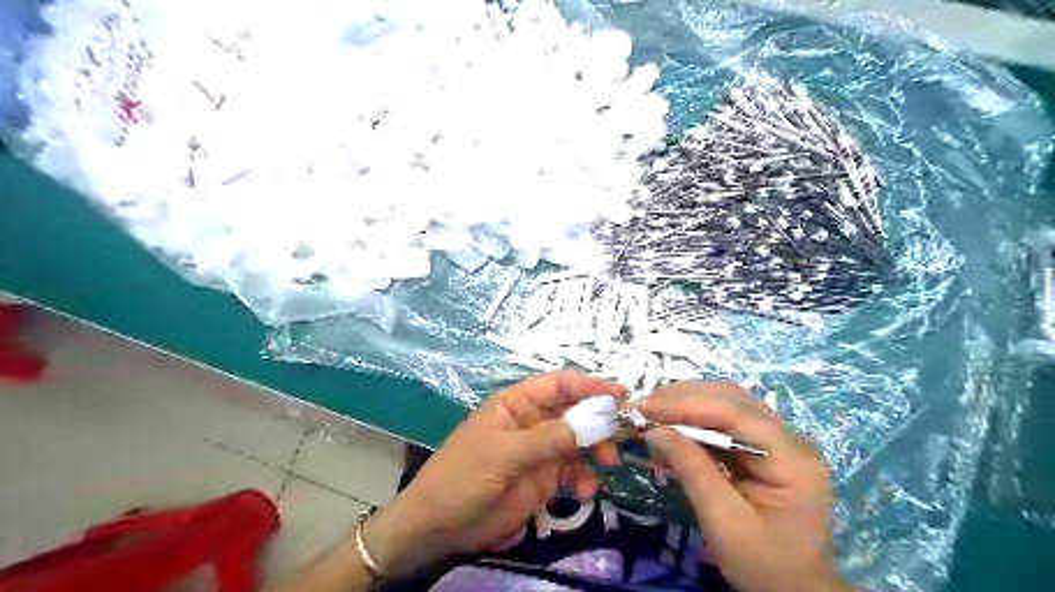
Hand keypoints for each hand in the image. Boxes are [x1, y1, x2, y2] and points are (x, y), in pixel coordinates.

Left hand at [367, 371, 623, 577]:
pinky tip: (588, 489)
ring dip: (597, 448)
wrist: (440, 524)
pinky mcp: (544, 478)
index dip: (588, 385)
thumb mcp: (504, 454)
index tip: (619, 393)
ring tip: (609, 461)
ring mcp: (539, 450)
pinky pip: (573, 471)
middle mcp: (532, 421)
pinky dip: (585, 477)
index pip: (557, 385)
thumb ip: (548, 439)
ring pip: (578, 440)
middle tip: (623, 430)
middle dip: (599, 418)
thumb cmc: (464, 476)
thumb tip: (592, 423)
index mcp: (517, 404)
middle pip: (573, 411)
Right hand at [635, 381, 846, 591]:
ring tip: (653, 412)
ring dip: (687, 404)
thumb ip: (692, 470)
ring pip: (728, 404)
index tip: (644, 407)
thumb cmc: (763, 564)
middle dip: (683, 398)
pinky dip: (695, 419)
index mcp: (791, 458)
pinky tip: (672, 426)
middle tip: (643, 407)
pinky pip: (726, 421)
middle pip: (732, 399)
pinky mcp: (763, 447)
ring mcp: (778, 441)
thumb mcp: (723, 522)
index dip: (686, 404)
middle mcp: (789, 439)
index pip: (735, 413)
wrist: (795, 591)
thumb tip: (654, 430)